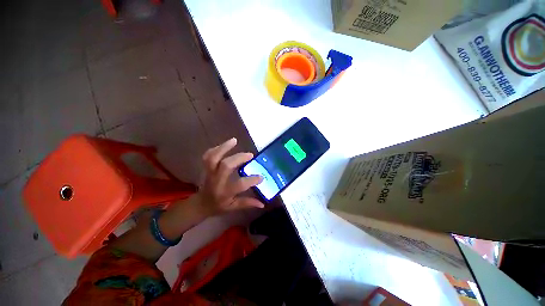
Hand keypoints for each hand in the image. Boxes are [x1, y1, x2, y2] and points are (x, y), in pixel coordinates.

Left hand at [196, 138, 263, 216]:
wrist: (200, 204)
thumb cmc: (218, 206)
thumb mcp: (233, 207)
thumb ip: (247, 203)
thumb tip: (262, 204)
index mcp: (224, 192)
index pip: (239, 185)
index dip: (251, 180)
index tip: (261, 176)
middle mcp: (216, 181)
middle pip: (226, 166)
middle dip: (239, 158)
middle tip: (250, 155)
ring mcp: (209, 173)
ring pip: (213, 158)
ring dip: (224, 147)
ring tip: (234, 140)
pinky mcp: (205, 168)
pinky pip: (208, 155)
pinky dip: (216, 148)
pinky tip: (226, 144)